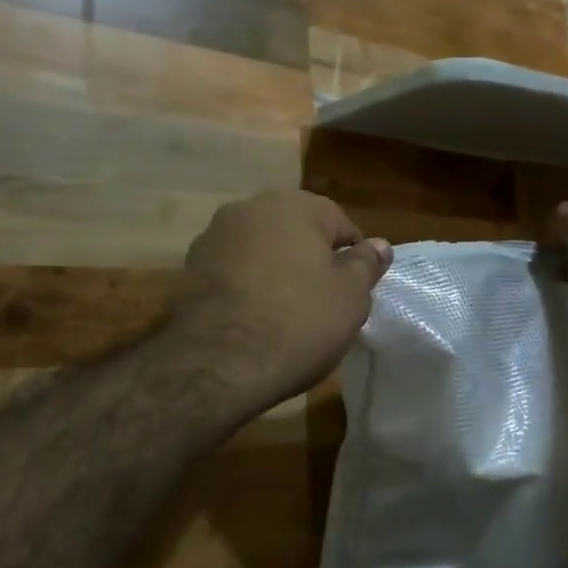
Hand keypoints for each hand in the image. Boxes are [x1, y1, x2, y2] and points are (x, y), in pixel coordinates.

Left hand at [175, 190, 392, 405]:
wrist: (217, 362)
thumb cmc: (298, 322)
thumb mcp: (350, 296)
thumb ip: (366, 264)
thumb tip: (379, 245)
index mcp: (294, 204)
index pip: (340, 223)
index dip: (352, 258)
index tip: (353, 292)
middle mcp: (250, 207)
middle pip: (296, 232)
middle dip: (310, 260)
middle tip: (323, 303)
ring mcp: (214, 236)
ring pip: (262, 249)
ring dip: (276, 271)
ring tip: (285, 314)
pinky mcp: (188, 268)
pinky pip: (233, 271)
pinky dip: (246, 286)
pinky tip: (253, 319)